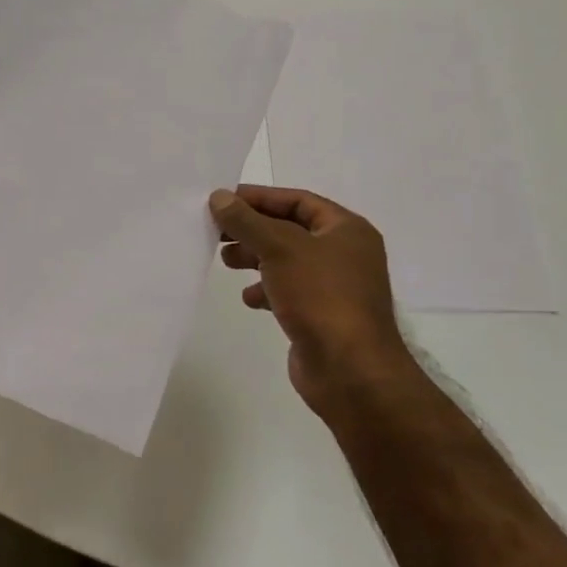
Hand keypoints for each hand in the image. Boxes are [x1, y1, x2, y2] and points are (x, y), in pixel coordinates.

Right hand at [209, 185, 411, 419]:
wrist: (350, 370)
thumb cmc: (320, 296)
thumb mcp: (279, 248)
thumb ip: (247, 220)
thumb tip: (219, 196)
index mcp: (346, 230)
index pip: (297, 200)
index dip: (259, 197)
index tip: (223, 200)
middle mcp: (345, 254)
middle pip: (290, 230)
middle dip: (253, 229)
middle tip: (217, 231)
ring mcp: (334, 287)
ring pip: (287, 261)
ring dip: (255, 258)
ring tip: (226, 260)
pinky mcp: (322, 316)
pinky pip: (289, 292)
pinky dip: (266, 290)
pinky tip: (248, 297)